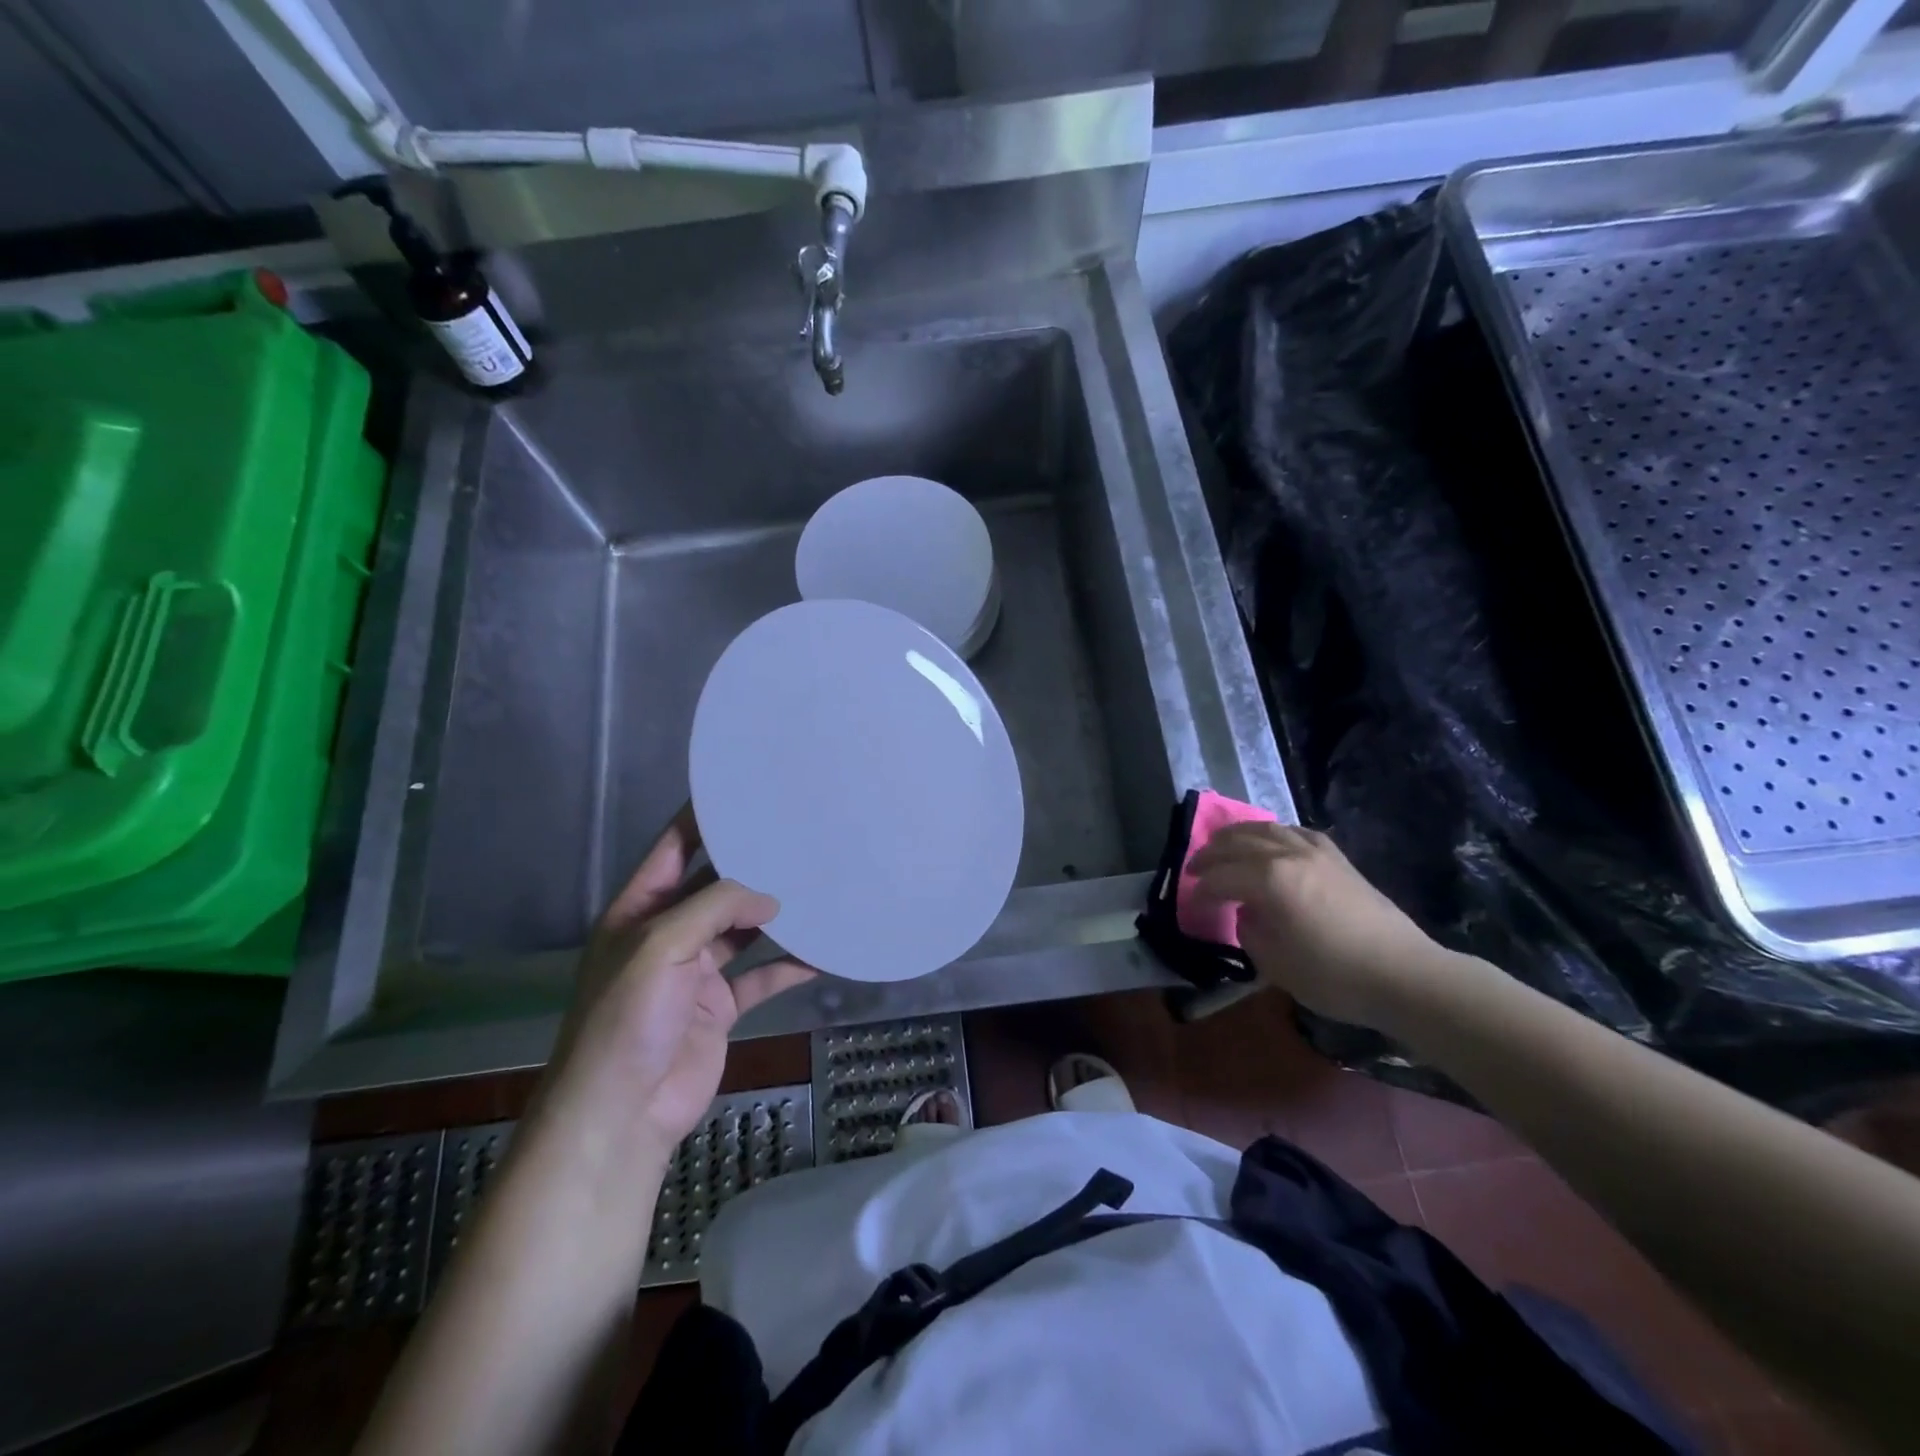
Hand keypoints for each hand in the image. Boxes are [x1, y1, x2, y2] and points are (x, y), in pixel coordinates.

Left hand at [545, 807, 814, 1165]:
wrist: (622, 1113)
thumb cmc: (628, 1018)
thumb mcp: (660, 946)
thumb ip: (715, 908)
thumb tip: (770, 896)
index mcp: (640, 910)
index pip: (672, 849)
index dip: (701, 819)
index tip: (742, 792)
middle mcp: (668, 934)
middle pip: (714, 887)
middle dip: (750, 866)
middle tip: (798, 837)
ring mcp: (695, 972)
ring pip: (742, 930)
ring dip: (775, 915)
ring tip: (817, 886)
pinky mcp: (719, 1006)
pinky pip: (760, 976)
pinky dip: (789, 965)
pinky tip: (822, 952)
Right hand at [1187, 822, 1447, 1028]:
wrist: (1404, 975)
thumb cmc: (1334, 976)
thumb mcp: (1275, 964)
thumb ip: (1250, 931)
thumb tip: (1248, 912)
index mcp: (1268, 880)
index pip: (1220, 877)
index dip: (1201, 890)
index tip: (1192, 903)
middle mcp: (1288, 855)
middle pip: (1237, 843)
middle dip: (1210, 854)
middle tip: (1195, 868)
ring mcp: (1316, 852)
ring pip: (1266, 829)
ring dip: (1238, 835)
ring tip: (1223, 845)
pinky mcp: (1338, 859)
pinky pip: (1298, 833)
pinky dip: (1276, 833)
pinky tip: (1272, 841)